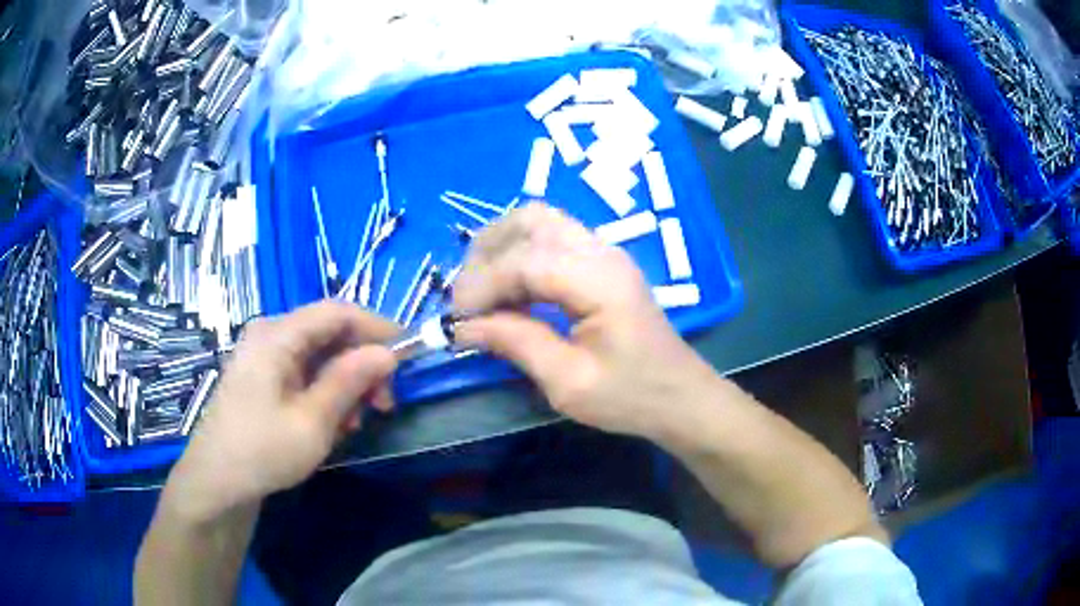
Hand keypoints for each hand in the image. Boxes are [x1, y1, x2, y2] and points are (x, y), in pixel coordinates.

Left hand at [163, 301, 398, 522]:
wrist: (217, 481)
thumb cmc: (262, 451)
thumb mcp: (312, 422)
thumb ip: (349, 382)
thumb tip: (387, 353)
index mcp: (277, 336)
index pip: (337, 312)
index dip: (377, 327)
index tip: (409, 354)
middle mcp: (270, 335)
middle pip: (329, 333)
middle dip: (362, 363)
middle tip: (384, 403)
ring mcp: (265, 356)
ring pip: (320, 355)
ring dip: (346, 383)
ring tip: (356, 423)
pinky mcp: (264, 376)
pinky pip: (304, 372)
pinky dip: (326, 392)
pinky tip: (333, 423)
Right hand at [453, 203, 718, 438]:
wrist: (681, 397)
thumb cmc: (632, 397)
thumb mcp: (569, 382)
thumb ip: (516, 344)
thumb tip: (463, 327)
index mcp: (599, 280)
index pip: (524, 261)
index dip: (482, 285)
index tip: (456, 319)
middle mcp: (602, 252)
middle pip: (529, 220)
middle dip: (487, 253)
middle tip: (467, 299)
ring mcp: (604, 252)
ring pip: (538, 221)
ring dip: (501, 247)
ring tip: (481, 291)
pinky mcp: (602, 262)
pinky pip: (551, 238)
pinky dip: (520, 254)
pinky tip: (509, 289)